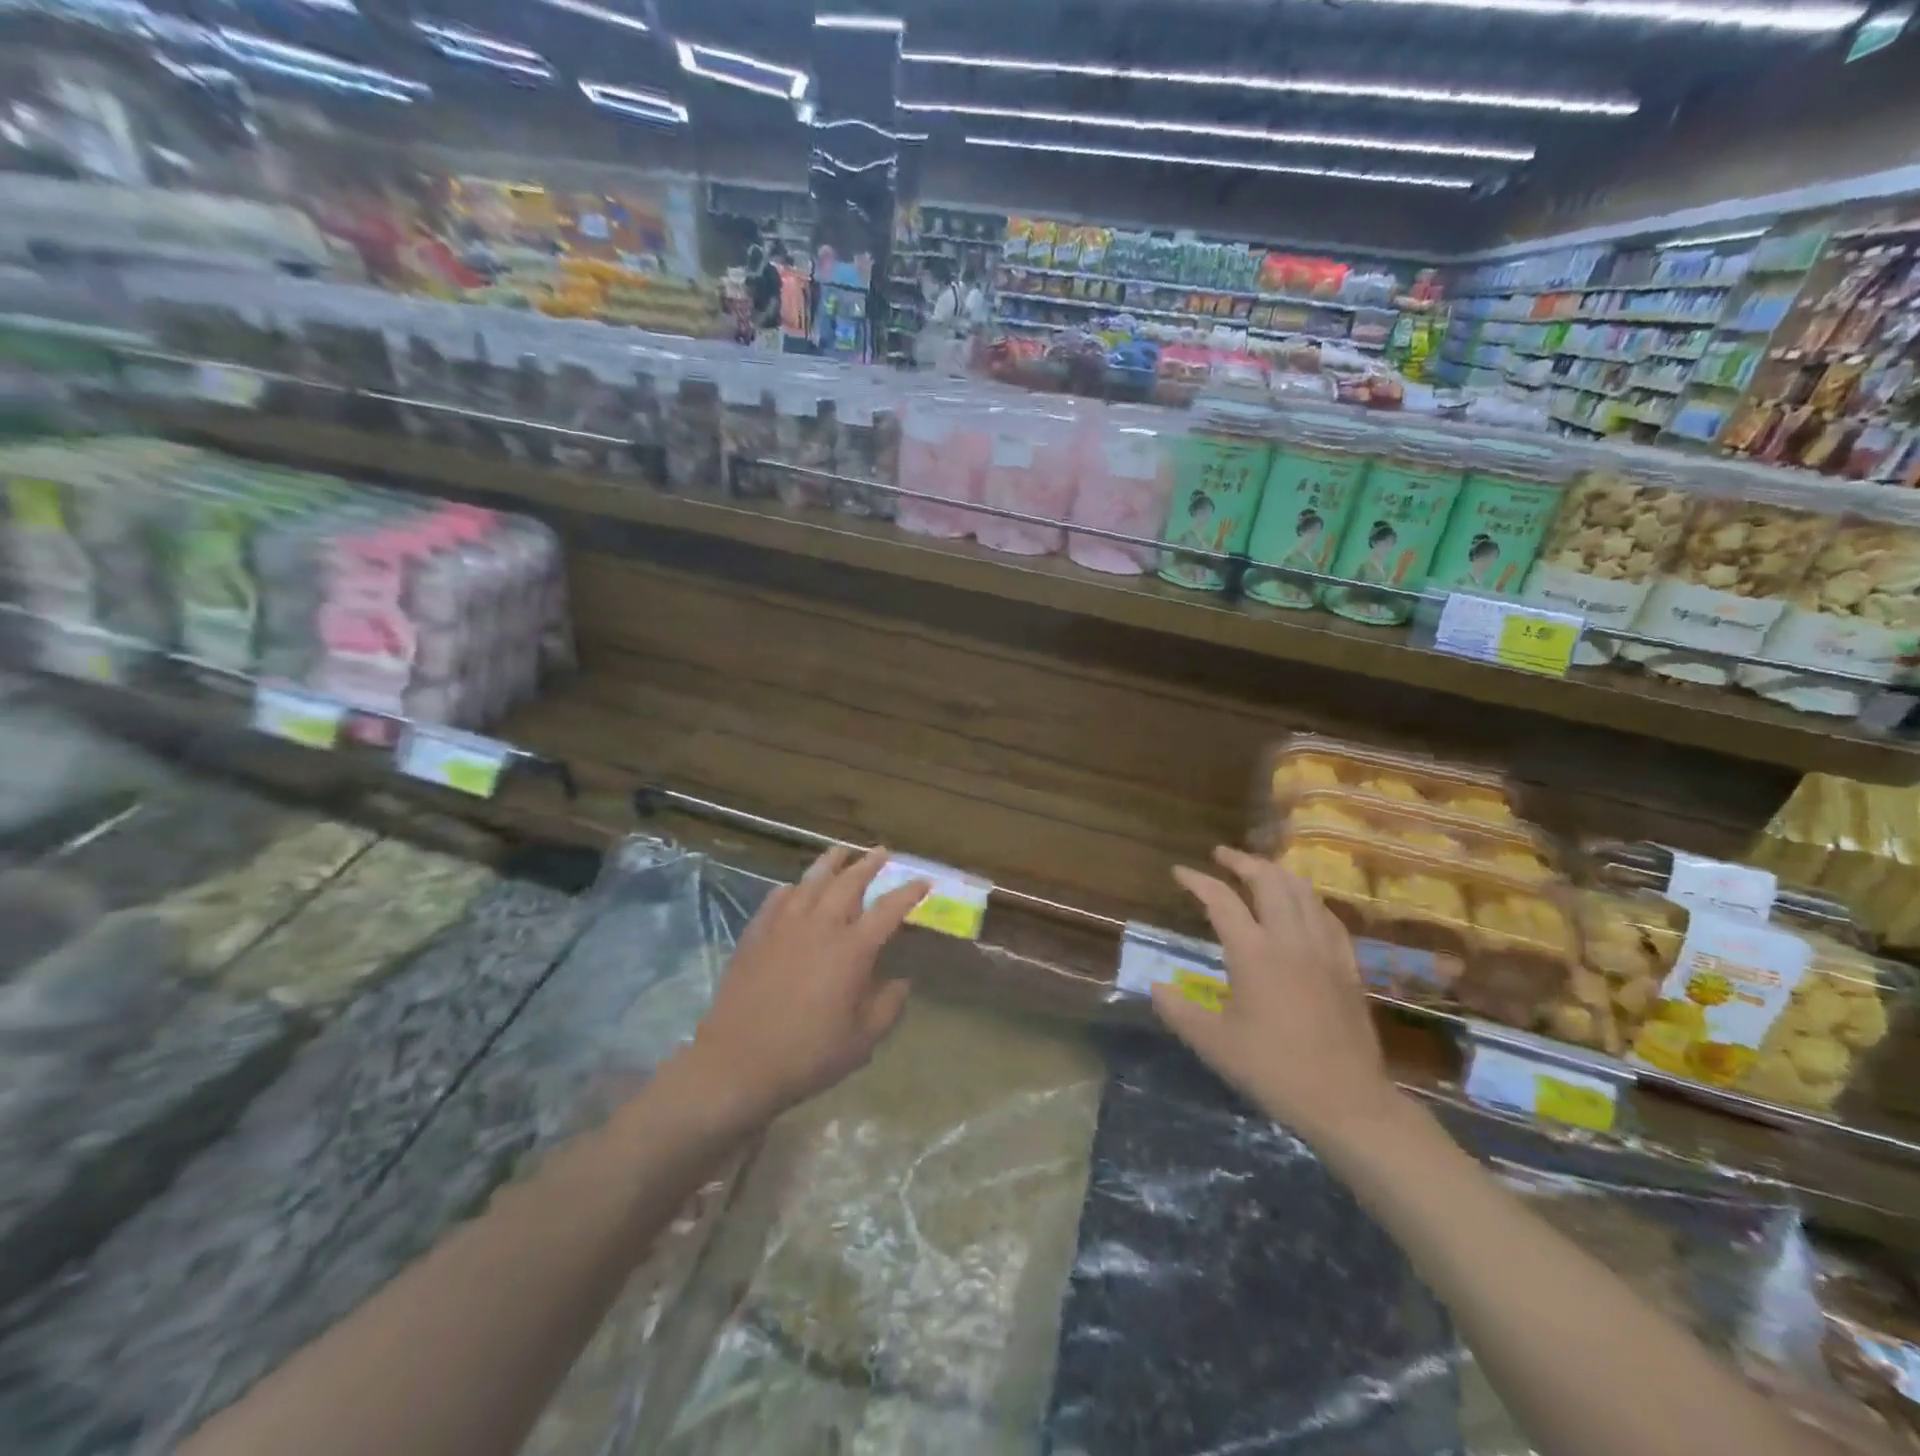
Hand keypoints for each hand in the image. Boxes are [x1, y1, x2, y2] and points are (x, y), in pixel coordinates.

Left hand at [681, 846, 927, 1128]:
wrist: (737, 1063)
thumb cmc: (807, 1055)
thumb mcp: (862, 1041)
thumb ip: (888, 1006)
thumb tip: (901, 982)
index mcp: (852, 949)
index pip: (889, 909)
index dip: (909, 893)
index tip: (923, 882)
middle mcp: (820, 926)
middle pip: (848, 883)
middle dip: (868, 865)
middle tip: (881, 853)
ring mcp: (784, 926)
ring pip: (811, 881)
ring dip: (830, 863)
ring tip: (841, 852)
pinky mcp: (756, 935)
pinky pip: (777, 899)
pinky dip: (791, 888)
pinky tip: (794, 888)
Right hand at [1153, 846, 1398, 1143]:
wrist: (1345, 1101)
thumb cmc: (1273, 1069)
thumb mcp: (1213, 1044)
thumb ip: (1178, 1011)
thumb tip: (1155, 987)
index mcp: (1253, 952)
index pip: (1221, 900)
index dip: (1197, 881)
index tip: (1179, 872)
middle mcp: (1290, 939)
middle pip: (1268, 881)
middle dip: (1242, 861)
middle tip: (1222, 855)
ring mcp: (1324, 950)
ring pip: (1302, 892)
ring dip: (1276, 873)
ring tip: (1259, 869)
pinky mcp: (1348, 966)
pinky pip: (1328, 916)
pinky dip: (1308, 899)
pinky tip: (1302, 904)